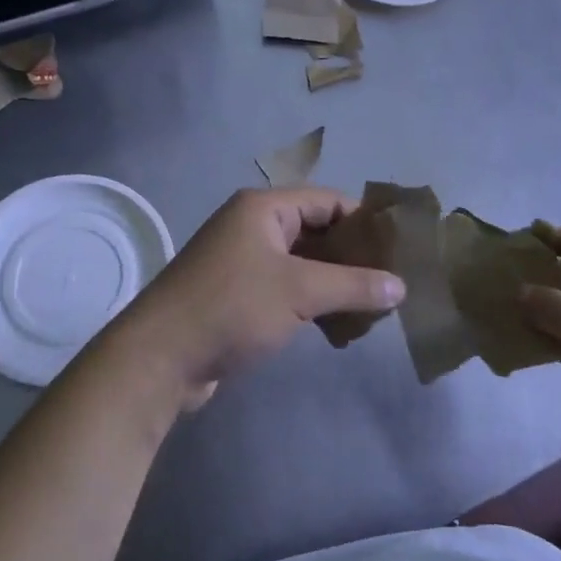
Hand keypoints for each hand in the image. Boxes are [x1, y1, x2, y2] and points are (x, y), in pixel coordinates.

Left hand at [114, 188, 404, 408]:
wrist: (159, 359)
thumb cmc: (231, 308)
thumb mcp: (299, 292)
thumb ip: (354, 285)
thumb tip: (401, 287)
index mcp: (263, 209)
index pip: (328, 201)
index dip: (364, 223)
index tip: (399, 251)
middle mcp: (253, 227)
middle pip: (317, 233)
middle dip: (353, 260)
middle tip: (390, 288)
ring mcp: (243, 262)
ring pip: (304, 266)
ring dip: (335, 287)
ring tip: (370, 316)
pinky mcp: (238, 296)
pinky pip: (287, 290)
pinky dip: (313, 305)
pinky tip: (337, 333)